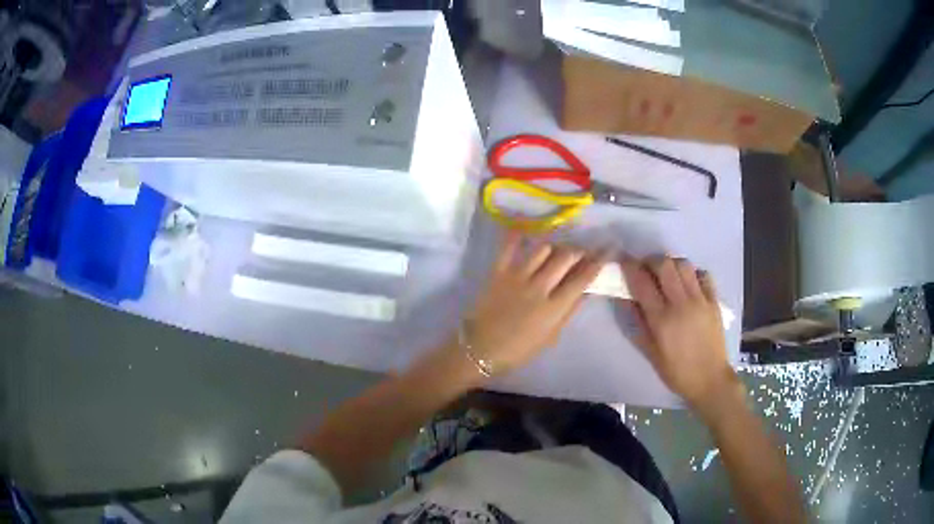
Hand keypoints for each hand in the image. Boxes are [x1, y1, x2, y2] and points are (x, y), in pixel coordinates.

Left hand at [464, 230, 603, 375]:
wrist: (480, 349)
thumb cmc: (518, 349)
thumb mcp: (551, 336)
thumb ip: (569, 311)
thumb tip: (586, 290)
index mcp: (554, 307)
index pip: (583, 278)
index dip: (598, 260)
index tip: (608, 248)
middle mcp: (539, 287)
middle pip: (566, 256)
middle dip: (578, 250)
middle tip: (581, 251)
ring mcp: (517, 276)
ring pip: (543, 248)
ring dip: (554, 246)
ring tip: (556, 250)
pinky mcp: (498, 271)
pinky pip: (509, 246)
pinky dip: (517, 235)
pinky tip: (525, 230)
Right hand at [620, 256, 738, 412]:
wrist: (710, 379)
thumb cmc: (676, 371)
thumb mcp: (650, 352)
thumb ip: (639, 323)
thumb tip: (627, 299)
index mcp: (661, 319)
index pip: (641, 282)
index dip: (629, 266)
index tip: (623, 261)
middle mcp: (681, 304)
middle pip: (664, 264)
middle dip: (651, 260)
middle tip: (645, 267)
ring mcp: (700, 300)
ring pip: (684, 265)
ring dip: (671, 264)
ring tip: (667, 274)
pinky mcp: (714, 301)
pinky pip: (703, 275)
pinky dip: (693, 273)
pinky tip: (689, 283)